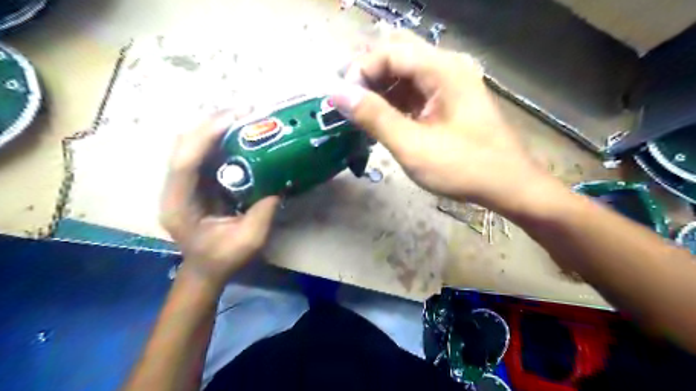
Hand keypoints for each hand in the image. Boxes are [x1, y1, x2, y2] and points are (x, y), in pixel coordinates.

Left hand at [160, 108, 278, 289]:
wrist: (206, 268)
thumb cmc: (224, 258)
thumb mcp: (249, 240)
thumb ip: (263, 212)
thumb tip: (278, 183)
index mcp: (179, 205)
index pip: (184, 163)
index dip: (205, 136)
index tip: (233, 118)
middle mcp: (174, 189)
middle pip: (183, 145)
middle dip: (211, 124)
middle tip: (244, 111)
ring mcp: (182, 183)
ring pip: (191, 145)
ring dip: (214, 127)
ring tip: (243, 116)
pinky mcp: (194, 182)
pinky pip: (202, 153)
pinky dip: (218, 139)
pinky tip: (239, 133)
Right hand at [330, 29, 555, 213]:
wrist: (508, 185)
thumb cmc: (462, 168)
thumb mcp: (412, 146)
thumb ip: (374, 117)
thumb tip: (337, 93)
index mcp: (442, 70)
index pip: (389, 51)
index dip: (359, 71)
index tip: (340, 99)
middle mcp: (447, 67)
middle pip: (397, 54)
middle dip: (367, 74)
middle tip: (346, 99)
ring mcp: (450, 84)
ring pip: (405, 73)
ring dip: (380, 88)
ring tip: (359, 112)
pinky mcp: (449, 101)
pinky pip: (415, 91)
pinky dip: (395, 101)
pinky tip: (382, 119)